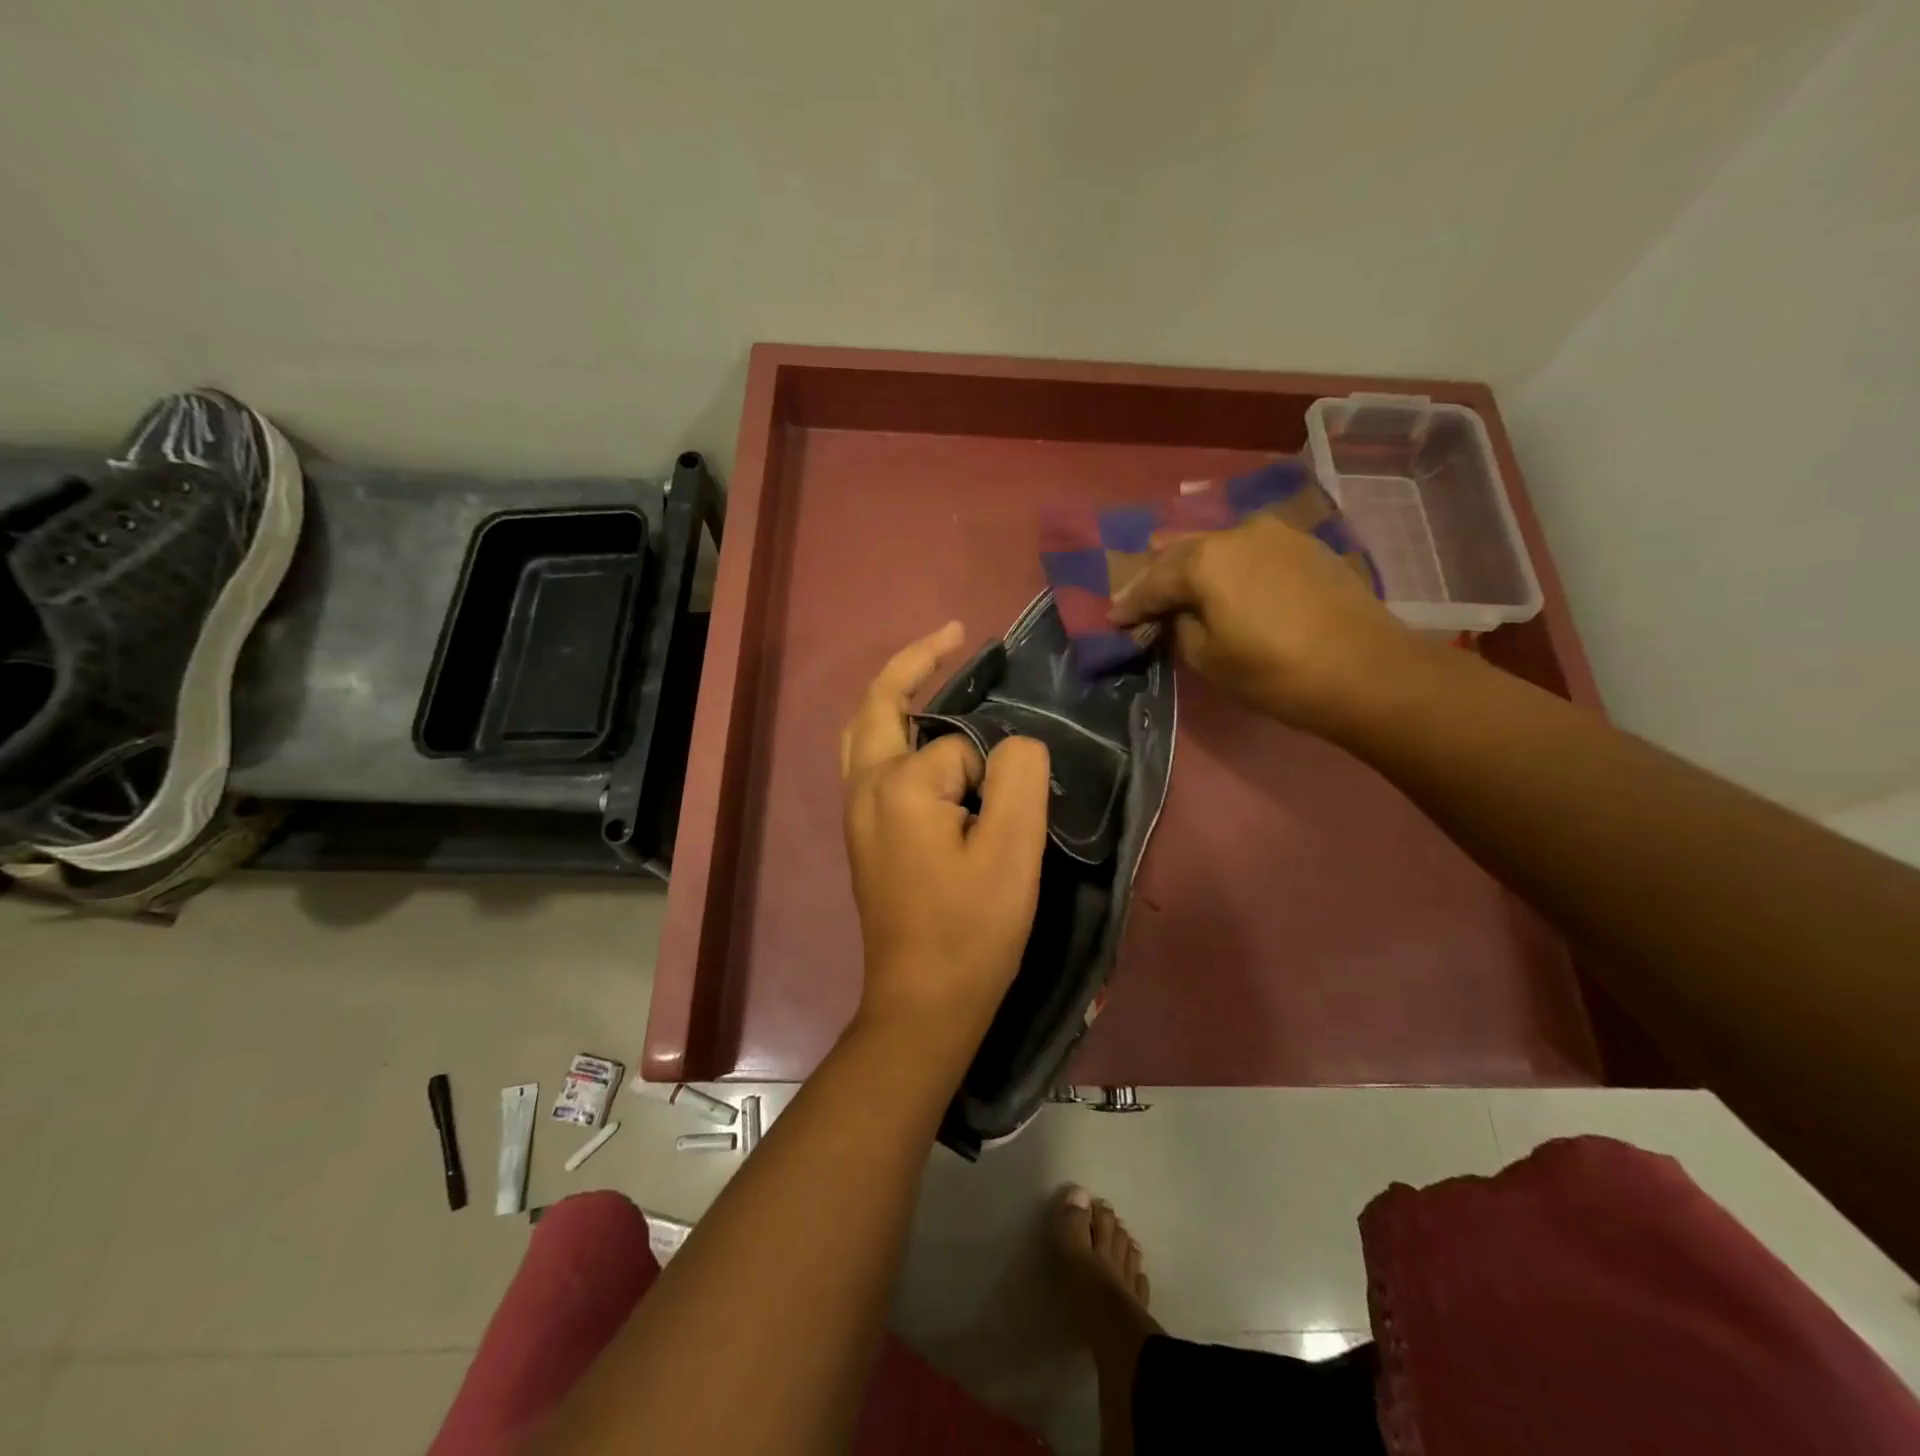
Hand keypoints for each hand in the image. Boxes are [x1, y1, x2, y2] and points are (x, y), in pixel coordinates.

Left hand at [840, 622, 1051, 1045]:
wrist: (922, 1003)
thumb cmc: (971, 929)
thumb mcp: (1014, 849)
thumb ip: (1020, 775)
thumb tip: (1013, 746)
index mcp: (898, 784)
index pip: (960, 746)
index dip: (994, 774)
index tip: (1009, 819)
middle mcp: (864, 787)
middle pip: (879, 703)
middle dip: (914, 661)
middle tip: (956, 635)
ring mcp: (856, 811)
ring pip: (866, 731)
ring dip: (896, 694)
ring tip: (934, 671)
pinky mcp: (862, 834)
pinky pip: (870, 760)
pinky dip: (892, 730)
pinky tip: (918, 738)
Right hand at [1109, 511, 1428, 730]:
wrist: (1366, 670)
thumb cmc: (1274, 671)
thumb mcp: (1208, 658)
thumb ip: (1180, 628)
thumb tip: (1180, 614)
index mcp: (1204, 559)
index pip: (1152, 582)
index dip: (1129, 603)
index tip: (1112, 618)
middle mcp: (1237, 532)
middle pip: (1182, 552)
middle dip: (1157, 576)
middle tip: (1138, 598)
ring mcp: (1277, 533)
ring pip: (1218, 545)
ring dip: (1193, 565)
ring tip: (1176, 581)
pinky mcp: (1306, 545)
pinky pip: (1250, 550)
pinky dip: (1228, 565)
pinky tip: (1224, 579)